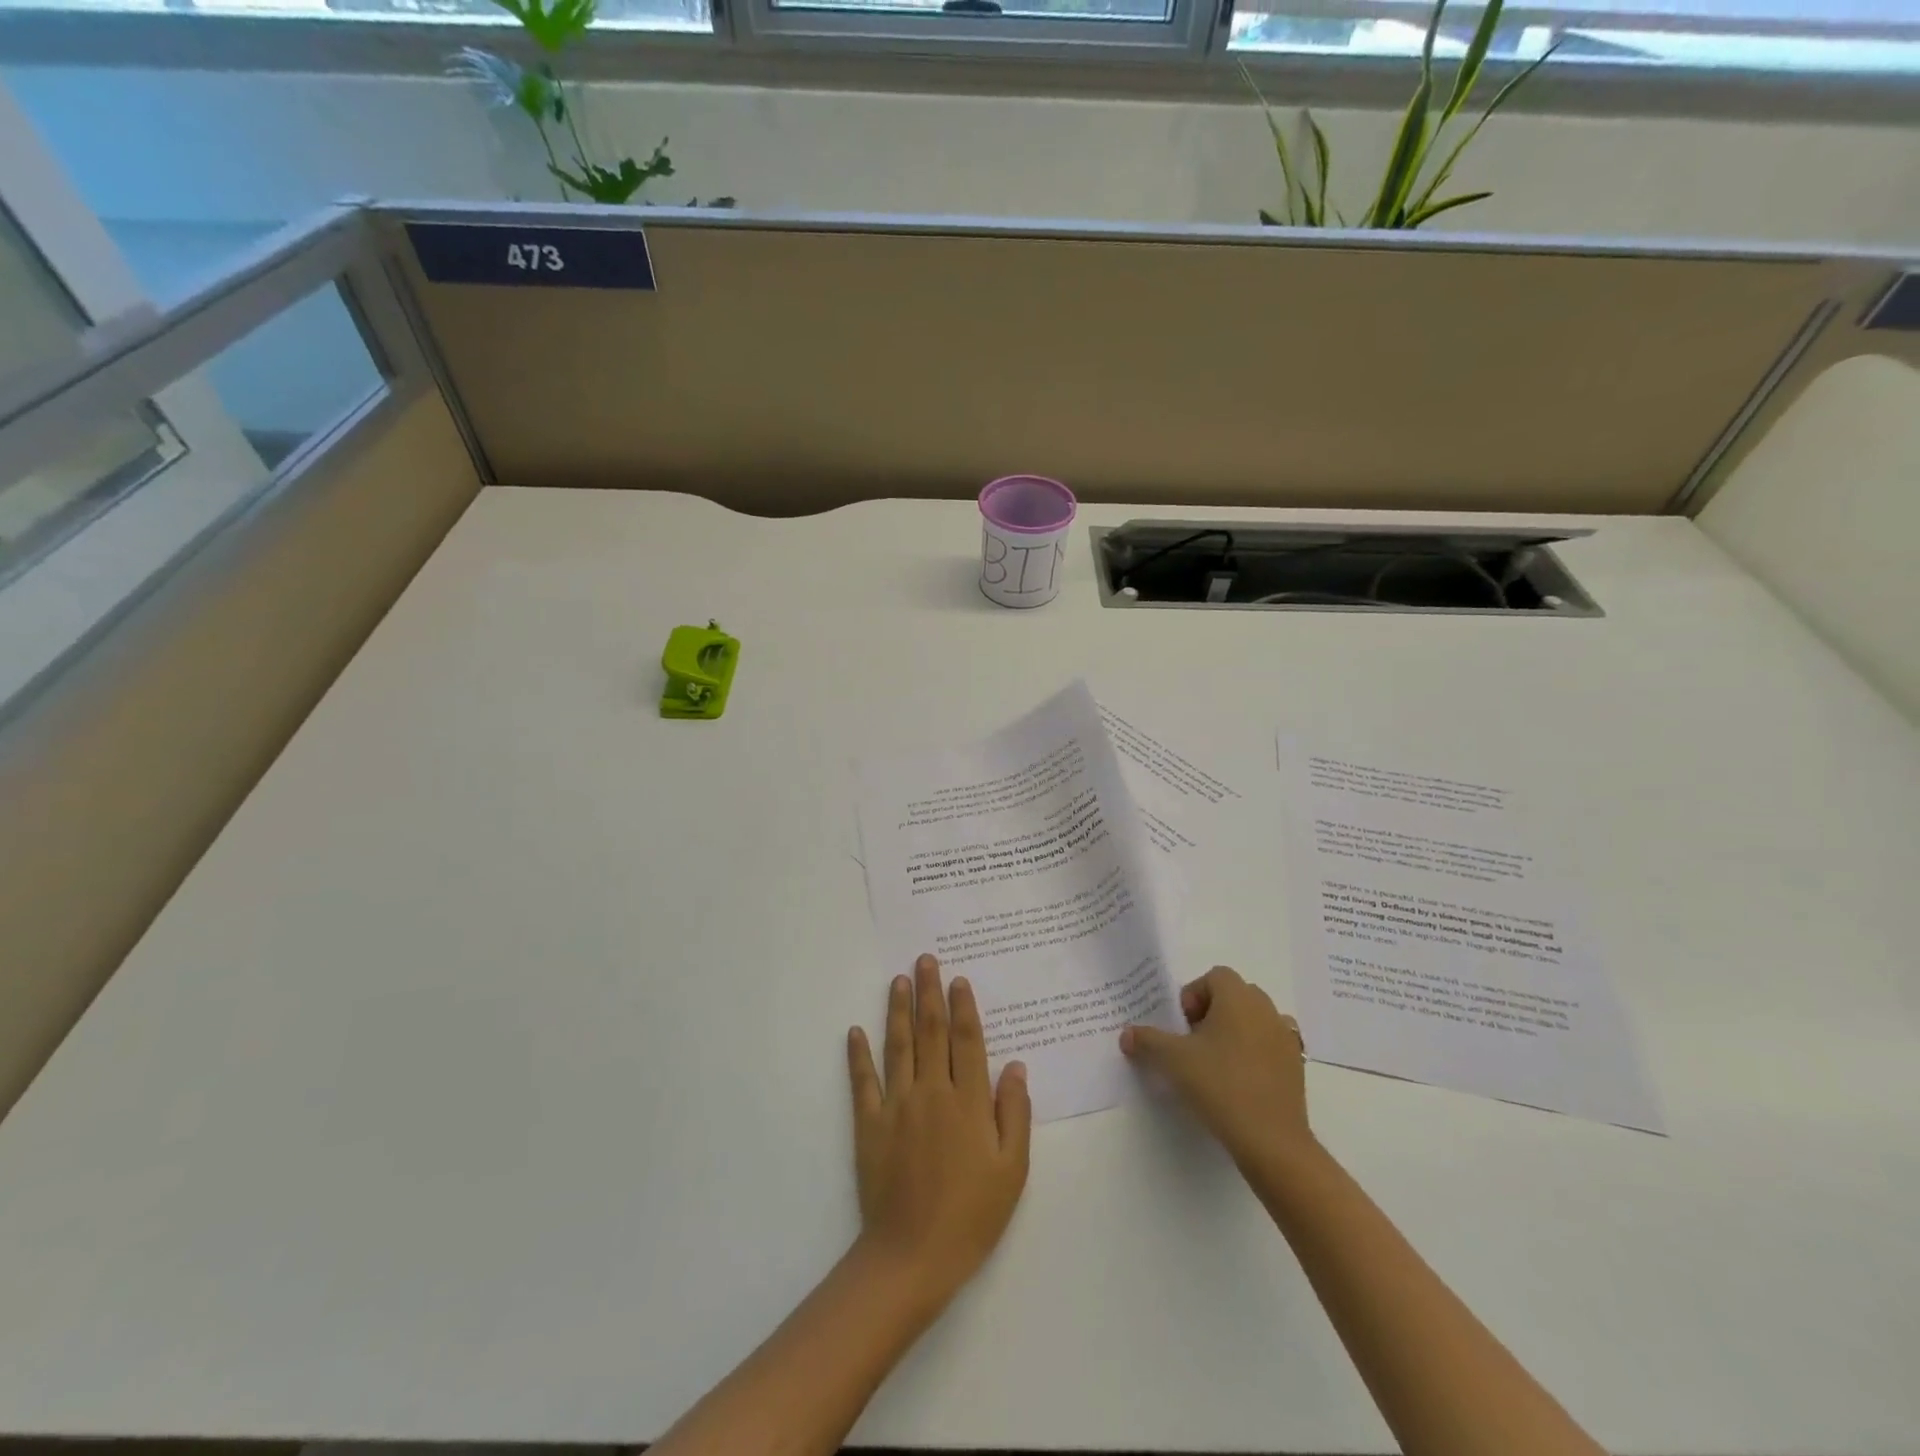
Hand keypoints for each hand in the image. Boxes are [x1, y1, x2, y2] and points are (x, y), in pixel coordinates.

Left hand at [846, 954, 1031, 1310]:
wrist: (912, 1257)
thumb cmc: (971, 1216)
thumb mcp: (1011, 1171)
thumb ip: (1015, 1114)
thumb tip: (1016, 1067)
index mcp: (968, 1102)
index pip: (967, 1041)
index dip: (963, 1007)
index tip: (958, 979)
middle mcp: (931, 1092)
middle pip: (931, 1031)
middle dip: (929, 992)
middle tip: (925, 960)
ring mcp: (896, 1106)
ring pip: (897, 1046)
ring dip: (897, 1009)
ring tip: (898, 980)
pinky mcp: (869, 1125)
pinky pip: (863, 1082)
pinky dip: (858, 1054)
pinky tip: (855, 1030)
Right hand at [1120, 965, 1312, 1168]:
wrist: (1271, 1139)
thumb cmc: (1220, 1085)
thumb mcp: (1172, 1060)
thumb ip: (1147, 1041)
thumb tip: (1126, 1034)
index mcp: (1238, 998)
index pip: (1215, 976)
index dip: (1194, 994)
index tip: (1183, 1026)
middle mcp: (1266, 1009)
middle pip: (1236, 994)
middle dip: (1213, 1011)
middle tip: (1195, 1041)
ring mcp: (1285, 1038)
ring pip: (1256, 1019)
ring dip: (1236, 1030)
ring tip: (1219, 1061)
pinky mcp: (1296, 1066)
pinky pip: (1272, 1044)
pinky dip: (1257, 1052)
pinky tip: (1242, 1079)